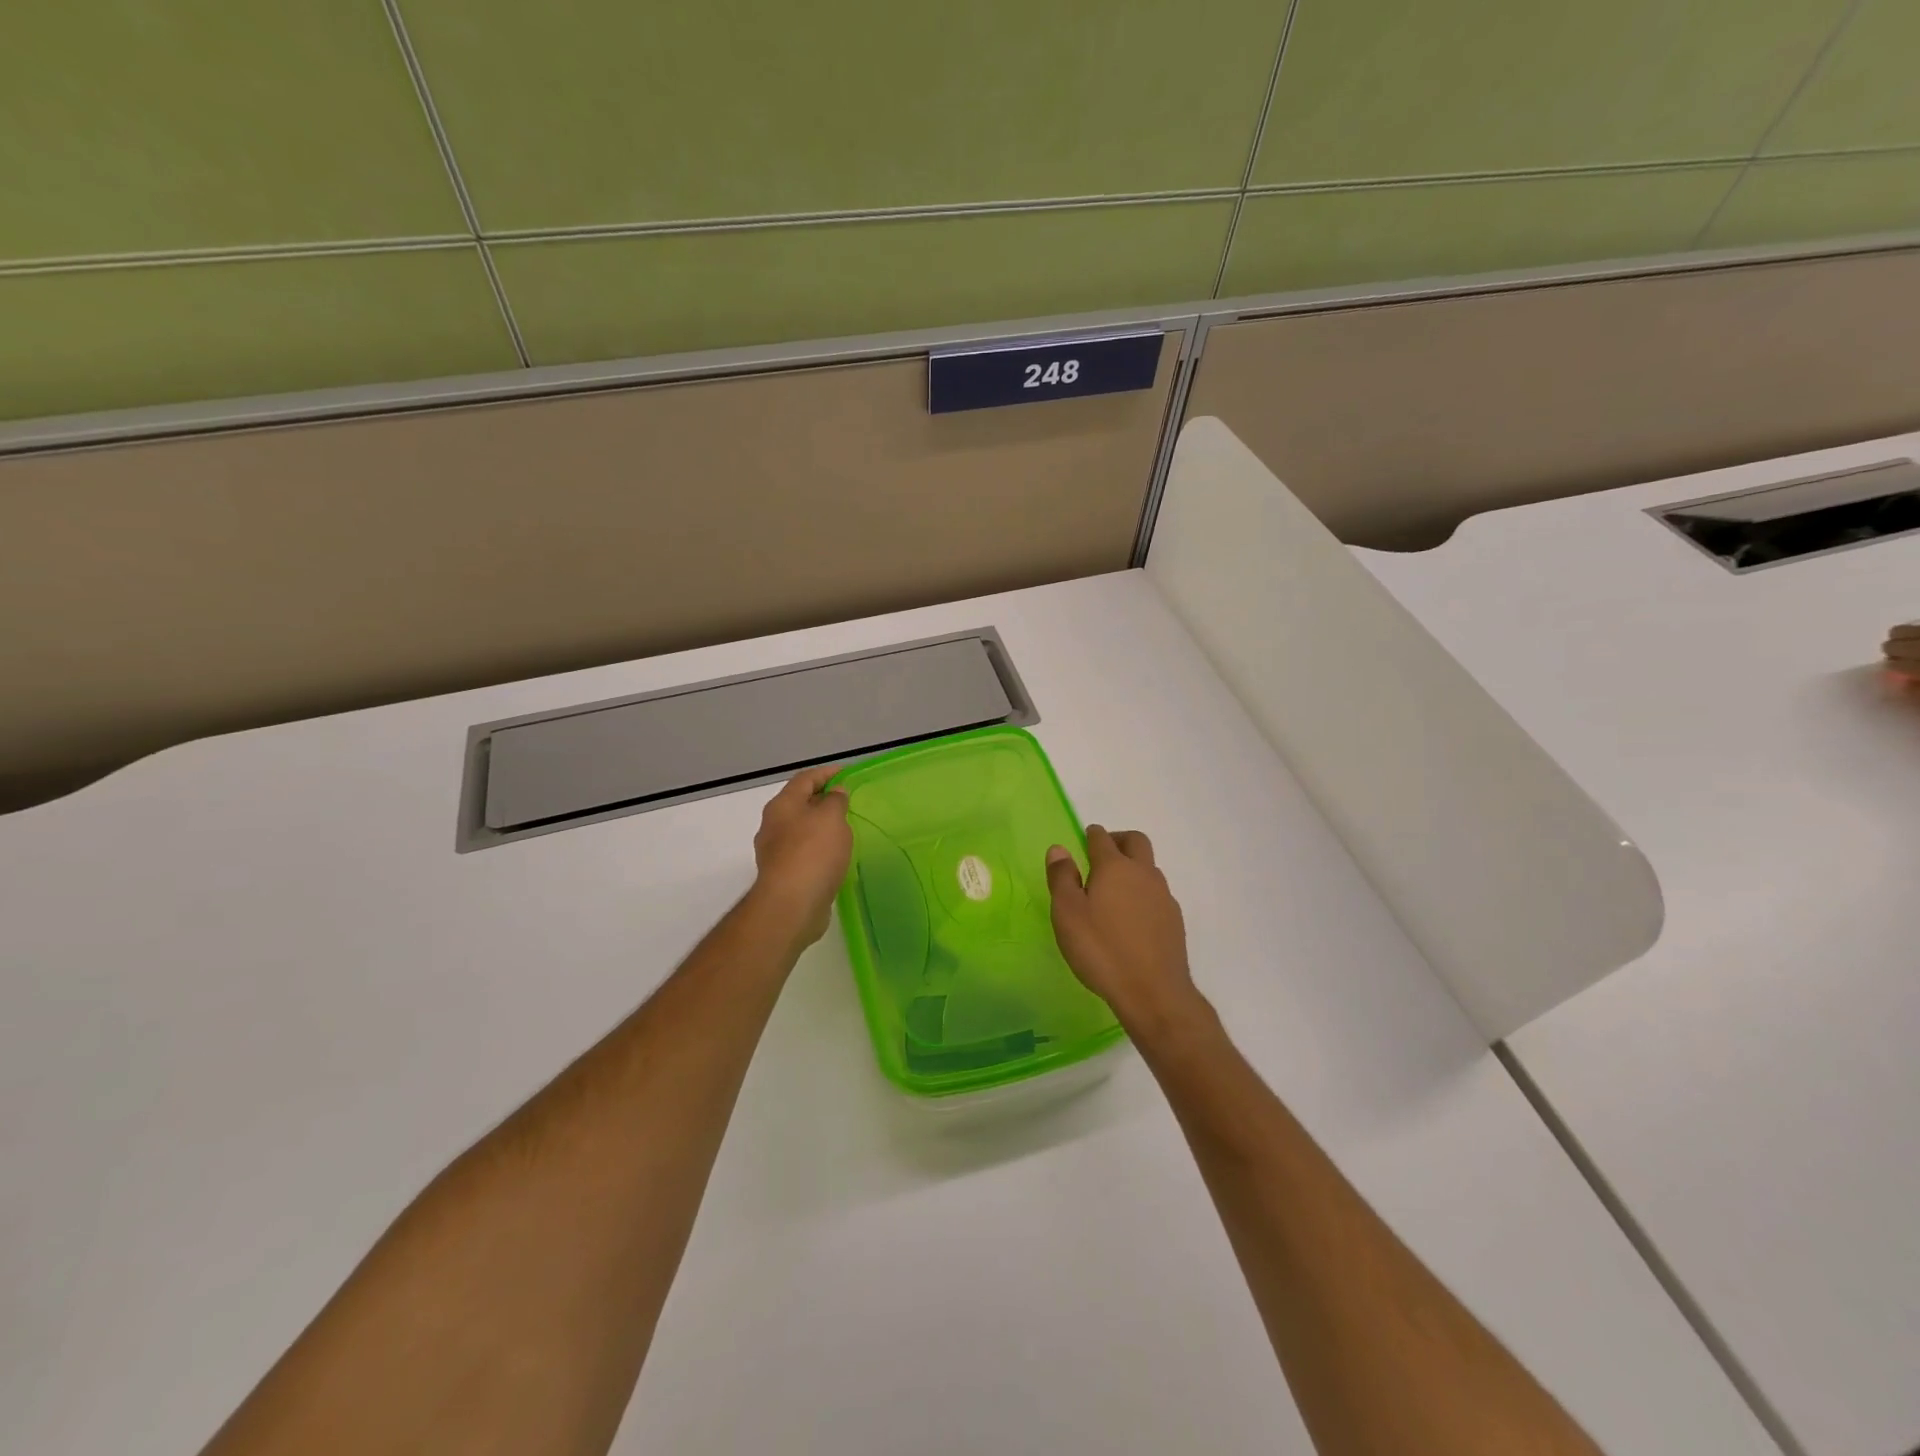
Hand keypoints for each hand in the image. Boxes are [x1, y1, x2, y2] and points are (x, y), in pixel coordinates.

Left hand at [751, 765, 852, 948]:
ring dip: (820, 826)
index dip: (826, 772)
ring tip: (844, 828)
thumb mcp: (831, 818)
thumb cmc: (812, 853)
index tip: (846, 773)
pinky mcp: (783, 875)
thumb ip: (835, 800)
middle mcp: (773, 825)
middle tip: (847, 801)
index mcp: (782, 805)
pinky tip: (834, 856)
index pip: (805, 779)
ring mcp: (775, 852)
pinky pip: (803, 853)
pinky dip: (818, 849)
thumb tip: (834, 792)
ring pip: (800, 830)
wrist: (791, 905)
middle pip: (799, 804)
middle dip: (822, 799)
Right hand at [1045, 826, 1205, 1037]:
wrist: (1153, 992)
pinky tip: (1131, 917)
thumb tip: (1059, 849)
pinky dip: (1143, 893)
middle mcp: (1143, 874)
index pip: (1102, 838)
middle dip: (1118, 840)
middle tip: (1101, 854)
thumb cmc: (1101, 949)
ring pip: (1149, 868)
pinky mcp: (1174, 920)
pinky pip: (1157, 893)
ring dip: (1133, 867)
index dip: (1092, 835)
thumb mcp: (1068, 914)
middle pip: (1135, 841)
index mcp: (1114, 867)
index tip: (1085, 838)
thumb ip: (1062, 878)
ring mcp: (1163, 896)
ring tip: (1113, 890)